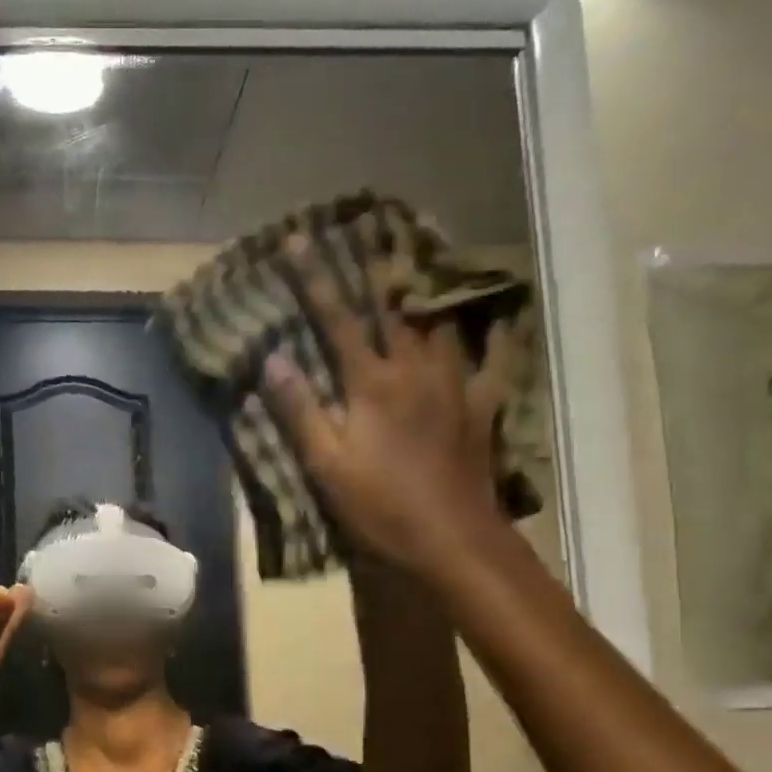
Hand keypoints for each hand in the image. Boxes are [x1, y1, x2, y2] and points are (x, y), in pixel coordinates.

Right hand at [262, 238, 518, 577]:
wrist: (453, 543)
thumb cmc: (381, 507)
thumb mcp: (326, 465)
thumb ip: (300, 410)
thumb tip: (273, 359)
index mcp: (372, 383)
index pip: (336, 318)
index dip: (314, 277)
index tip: (298, 238)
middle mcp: (416, 370)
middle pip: (394, 307)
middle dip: (377, 266)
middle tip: (371, 229)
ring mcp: (455, 385)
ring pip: (443, 321)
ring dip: (428, 287)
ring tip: (423, 257)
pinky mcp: (482, 408)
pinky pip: (495, 360)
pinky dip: (496, 333)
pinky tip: (499, 314)